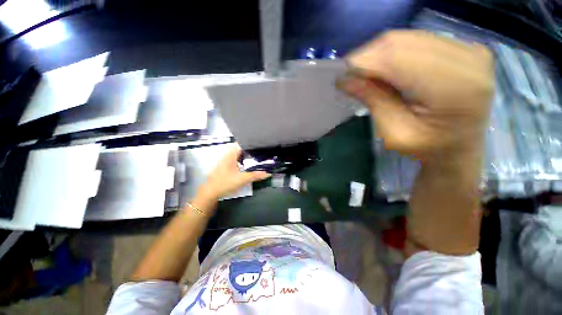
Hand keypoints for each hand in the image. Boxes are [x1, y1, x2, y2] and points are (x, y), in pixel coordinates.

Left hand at [198, 145, 269, 199]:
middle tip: (258, 153)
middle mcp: (227, 156)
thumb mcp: (242, 179)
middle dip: (248, 151)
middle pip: (239, 149)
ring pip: (236, 155)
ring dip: (244, 156)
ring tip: (254, 158)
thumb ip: (255, 175)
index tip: (259, 145)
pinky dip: (240, 161)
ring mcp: (224, 162)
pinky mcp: (223, 167)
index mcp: (231, 155)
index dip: (250, 144)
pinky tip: (245, 166)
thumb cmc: (225, 182)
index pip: (241, 144)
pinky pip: (234, 160)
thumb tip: (268, 173)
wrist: (209, 192)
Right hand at [338, 30, 492, 160]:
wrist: (459, 147)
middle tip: (348, 75)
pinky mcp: (463, 47)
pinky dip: (392, 53)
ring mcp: (469, 48)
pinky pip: (416, 40)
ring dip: (377, 55)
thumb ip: (373, 101)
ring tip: (363, 74)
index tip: (339, 75)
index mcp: (455, 87)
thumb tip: (345, 79)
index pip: (396, 58)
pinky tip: (383, 69)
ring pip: (406, 38)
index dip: (362, 62)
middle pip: (400, 42)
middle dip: (367, 57)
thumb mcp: (393, 133)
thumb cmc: (427, 148)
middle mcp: (468, 58)